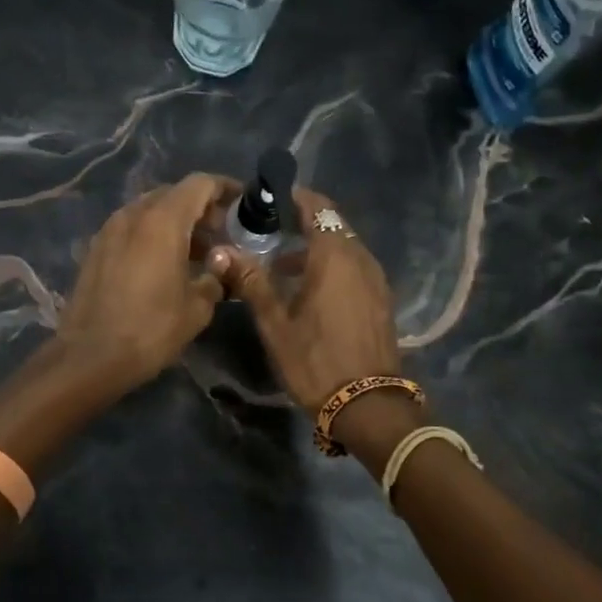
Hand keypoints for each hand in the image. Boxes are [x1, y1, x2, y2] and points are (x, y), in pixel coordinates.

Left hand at [55, 173, 237, 394]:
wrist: (90, 356)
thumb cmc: (150, 329)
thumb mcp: (197, 308)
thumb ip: (215, 277)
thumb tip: (221, 265)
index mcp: (162, 221)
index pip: (199, 184)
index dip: (224, 189)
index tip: (242, 204)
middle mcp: (133, 215)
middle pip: (173, 195)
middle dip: (201, 208)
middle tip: (222, 235)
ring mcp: (109, 230)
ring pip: (149, 211)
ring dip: (176, 223)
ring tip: (197, 253)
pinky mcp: (95, 249)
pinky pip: (131, 229)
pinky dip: (152, 236)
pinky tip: (164, 265)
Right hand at [210, 187, 404, 415]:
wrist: (368, 404)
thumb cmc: (316, 360)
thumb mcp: (276, 323)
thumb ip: (252, 281)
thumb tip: (222, 251)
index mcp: (334, 256)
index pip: (317, 206)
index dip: (292, 197)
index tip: (266, 199)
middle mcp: (360, 258)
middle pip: (331, 224)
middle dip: (301, 221)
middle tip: (266, 230)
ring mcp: (375, 279)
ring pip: (343, 247)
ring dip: (314, 246)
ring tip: (280, 262)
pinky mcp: (380, 299)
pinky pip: (353, 267)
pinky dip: (330, 265)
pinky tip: (307, 287)